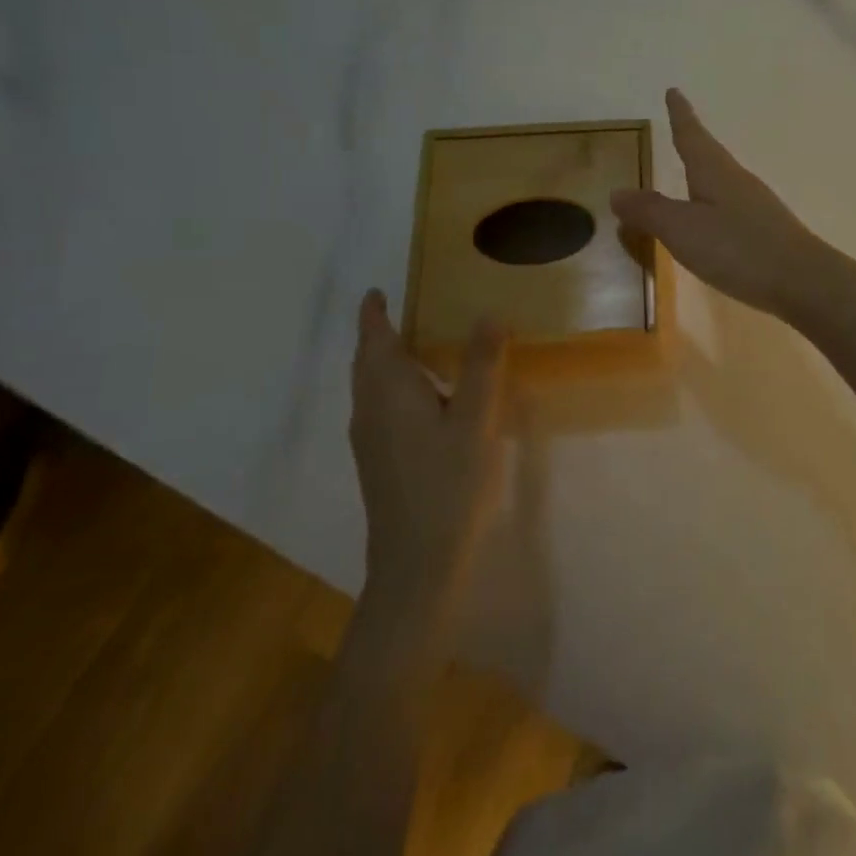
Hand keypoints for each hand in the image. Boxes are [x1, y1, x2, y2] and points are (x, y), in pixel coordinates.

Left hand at [349, 290, 508, 608]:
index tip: (377, 292)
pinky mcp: (378, 462)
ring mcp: (370, 440)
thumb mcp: (474, 419)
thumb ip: (481, 365)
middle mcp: (369, 410)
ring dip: (386, 362)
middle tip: (402, 312)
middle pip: (367, 362)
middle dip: (378, 335)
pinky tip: (425, 401)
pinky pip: (380, 407)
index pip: (374, 339)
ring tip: (418, 348)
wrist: (416, 563)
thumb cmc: (447, 483)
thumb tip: (488, 313)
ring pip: (371, 387)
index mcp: (388, 391)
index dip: (373, 314)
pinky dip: (394, 387)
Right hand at [611, 88, 830, 320]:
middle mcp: (737, 180)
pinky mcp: (766, 230)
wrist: (803, 281)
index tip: (674, 91)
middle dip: (692, 141)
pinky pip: (730, 206)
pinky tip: (713, 219)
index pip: (691, 135)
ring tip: (690, 172)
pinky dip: (713, 202)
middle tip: (678, 127)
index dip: (680, 115)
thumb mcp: (682, 229)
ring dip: (704, 172)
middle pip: (710, 154)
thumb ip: (649, 211)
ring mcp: (755, 205)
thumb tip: (617, 192)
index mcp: (714, 171)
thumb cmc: (737, 248)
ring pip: (722, 180)